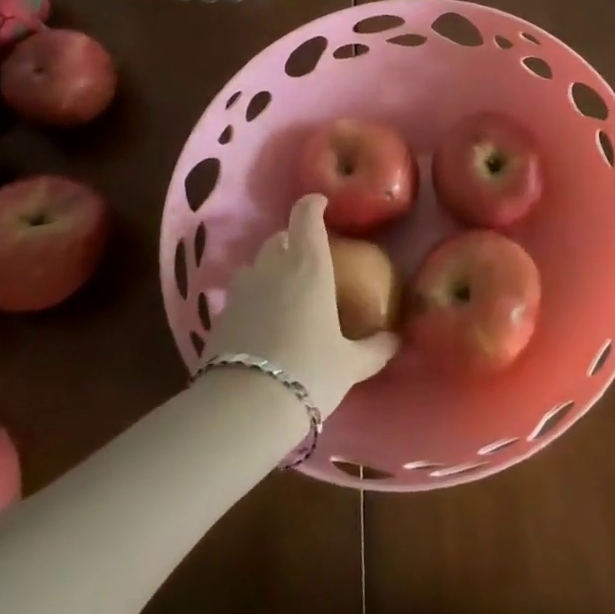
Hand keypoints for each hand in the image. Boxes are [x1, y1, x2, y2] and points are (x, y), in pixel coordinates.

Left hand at [206, 194, 398, 412]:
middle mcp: (273, 268)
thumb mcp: (351, 364)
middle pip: (279, 238)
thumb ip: (375, 348)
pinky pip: (241, 295)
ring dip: (270, 269)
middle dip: (293, 241)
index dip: (313, 205)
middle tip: (311, 260)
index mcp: (309, 265)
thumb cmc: (310, 372)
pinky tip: (264, 325)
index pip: (306, 216)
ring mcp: (242, 290)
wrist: (244, 408)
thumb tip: (394, 339)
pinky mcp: (220, 316)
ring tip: (285, 293)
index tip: (322, 205)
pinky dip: (253, 299)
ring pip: (256, 265)